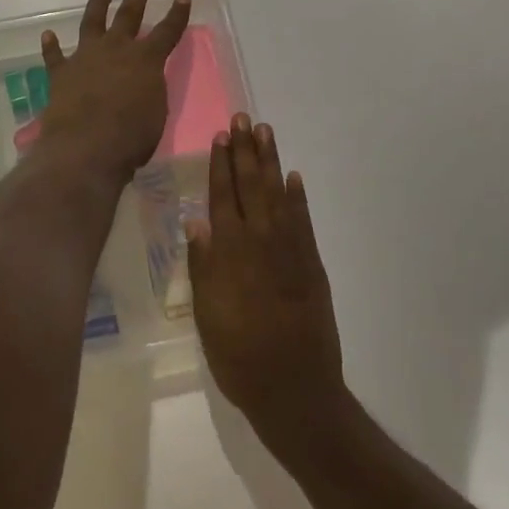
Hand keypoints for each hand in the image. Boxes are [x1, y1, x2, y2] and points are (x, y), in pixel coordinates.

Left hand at [37, 0, 191, 184]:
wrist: (86, 147)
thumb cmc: (131, 137)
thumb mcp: (156, 112)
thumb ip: (150, 90)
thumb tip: (143, 82)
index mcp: (146, 60)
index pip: (167, 31)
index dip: (177, 14)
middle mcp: (115, 50)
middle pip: (128, 16)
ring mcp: (85, 58)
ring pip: (92, 23)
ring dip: (97, 4)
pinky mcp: (60, 74)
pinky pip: (54, 55)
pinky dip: (51, 46)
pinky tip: (48, 35)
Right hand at [188, 117, 345, 448]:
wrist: (294, 390)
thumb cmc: (238, 356)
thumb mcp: (207, 314)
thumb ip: (203, 265)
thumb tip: (196, 220)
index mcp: (230, 252)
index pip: (223, 196)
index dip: (221, 164)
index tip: (221, 135)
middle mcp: (260, 242)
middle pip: (251, 186)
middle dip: (246, 151)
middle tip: (244, 118)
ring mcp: (290, 251)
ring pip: (278, 194)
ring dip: (271, 162)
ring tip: (266, 132)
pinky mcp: (311, 264)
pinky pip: (303, 221)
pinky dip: (298, 197)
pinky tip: (293, 177)